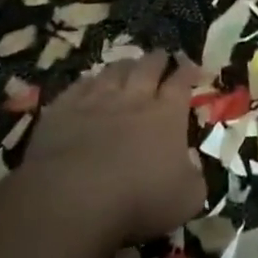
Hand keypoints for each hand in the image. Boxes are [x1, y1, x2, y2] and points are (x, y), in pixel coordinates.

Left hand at [16, 51, 205, 243]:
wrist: (72, 200)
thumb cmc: (138, 201)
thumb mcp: (187, 199)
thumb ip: (195, 178)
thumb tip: (192, 164)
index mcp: (167, 115)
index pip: (181, 82)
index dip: (188, 71)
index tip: (192, 66)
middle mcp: (134, 99)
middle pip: (148, 67)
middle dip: (158, 59)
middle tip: (162, 56)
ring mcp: (95, 101)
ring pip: (113, 71)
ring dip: (124, 65)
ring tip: (128, 64)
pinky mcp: (62, 111)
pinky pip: (77, 86)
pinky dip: (87, 82)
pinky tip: (88, 83)